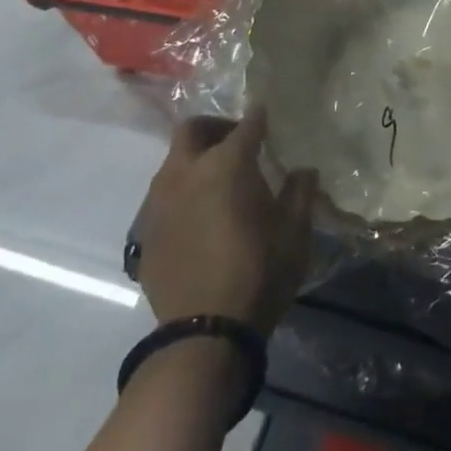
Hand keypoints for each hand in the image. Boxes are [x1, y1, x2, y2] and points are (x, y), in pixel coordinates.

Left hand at [133, 106, 315, 334]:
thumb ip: (300, 192)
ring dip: (195, 160)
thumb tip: (303, 170)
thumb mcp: (295, 232)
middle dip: (215, 127)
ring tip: (218, 181)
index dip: (259, 118)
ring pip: (173, 162)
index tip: (267, 116)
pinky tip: (200, 216)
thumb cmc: (259, 273)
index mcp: (226, 165)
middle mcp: (186, 172)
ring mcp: (160, 202)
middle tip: (236, 142)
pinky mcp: (147, 231)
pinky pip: (164, 196)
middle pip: (192, 129)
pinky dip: (183, 193)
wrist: (204, 333)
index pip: (246, 125)